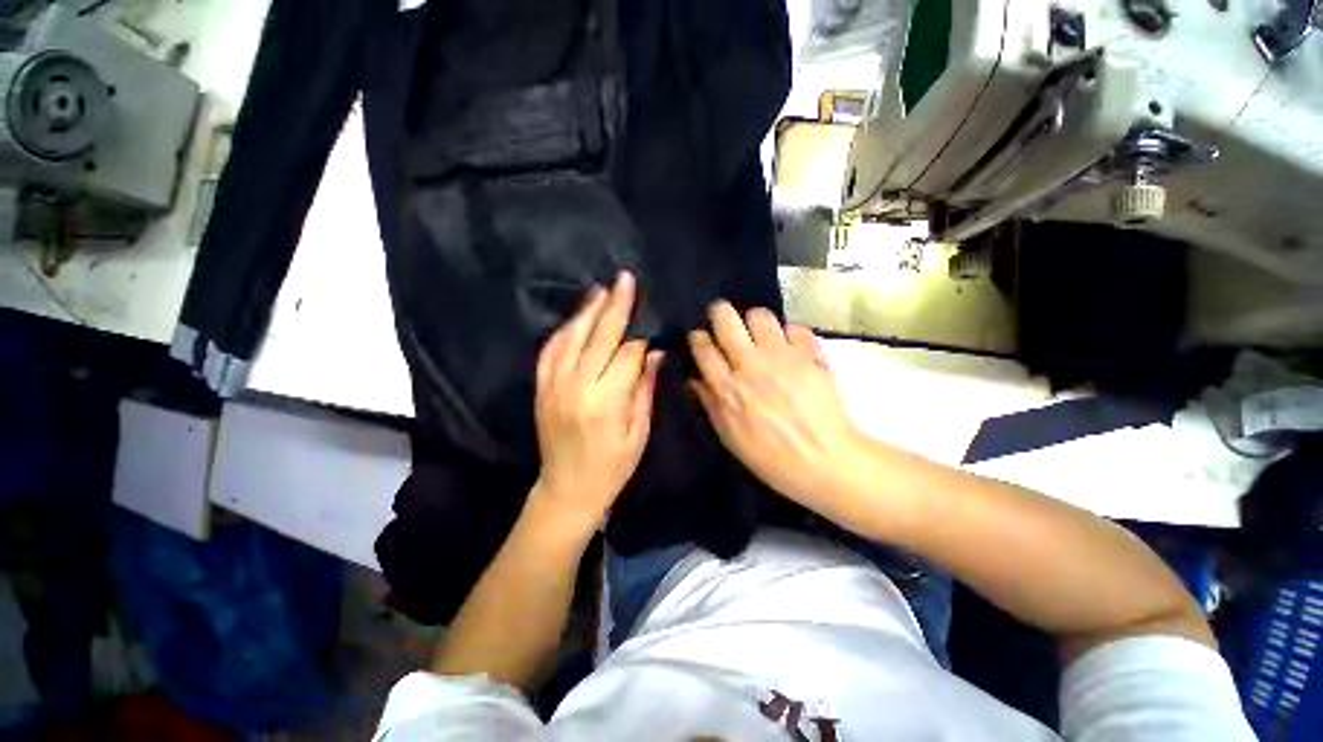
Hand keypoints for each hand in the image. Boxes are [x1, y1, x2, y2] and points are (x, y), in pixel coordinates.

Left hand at [533, 272, 662, 534]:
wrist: (567, 488)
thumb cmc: (611, 467)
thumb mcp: (638, 432)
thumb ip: (644, 389)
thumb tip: (653, 352)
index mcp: (606, 401)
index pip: (627, 355)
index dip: (640, 337)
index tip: (649, 320)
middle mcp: (577, 386)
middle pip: (599, 337)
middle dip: (615, 306)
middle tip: (625, 279)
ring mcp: (554, 384)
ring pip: (572, 337)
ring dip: (588, 311)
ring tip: (602, 289)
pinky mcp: (541, 387)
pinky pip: (551, 349)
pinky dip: (564, 330)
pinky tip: (577, 316)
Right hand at [688, 303, 864, 517]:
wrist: (826, 462)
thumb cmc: (772, 458)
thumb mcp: (731, 438)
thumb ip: (710, 404)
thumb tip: (694, 380)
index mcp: (728, 388)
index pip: (703, 348)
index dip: (698, 338)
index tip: (700, 337)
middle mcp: (750, 365)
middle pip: (726, 320)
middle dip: (720, 313)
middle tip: (723, 319)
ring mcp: (782, 357)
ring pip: (760, 316)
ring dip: (755, 320)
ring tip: (759, 332)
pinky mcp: (810, 355)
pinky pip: (796, 327)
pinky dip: (791, 334)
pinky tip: (791, 347)